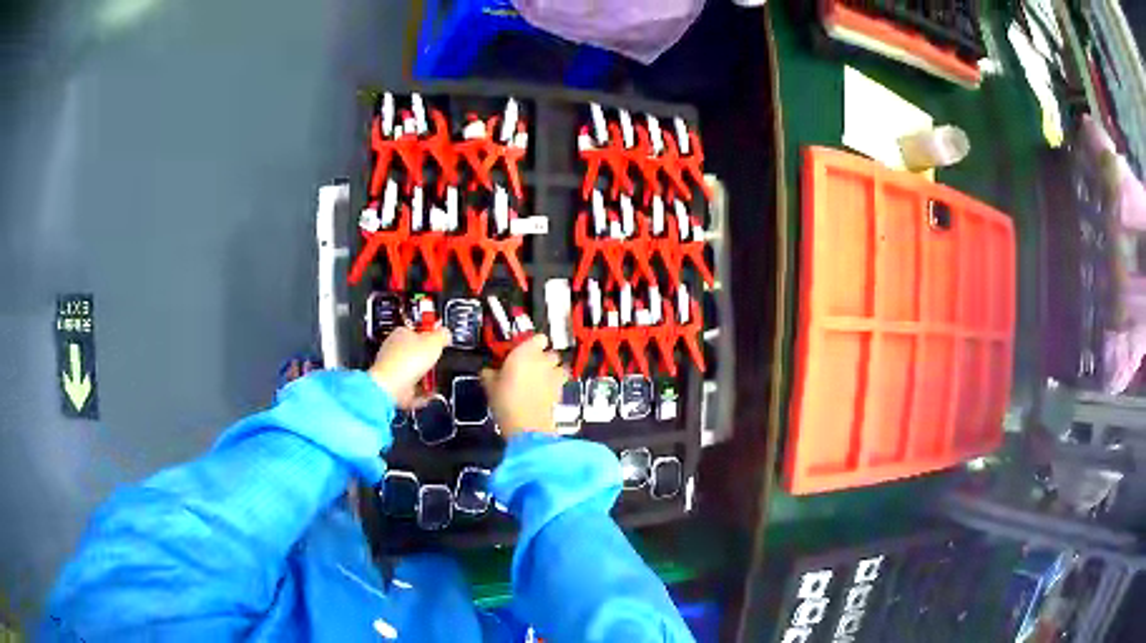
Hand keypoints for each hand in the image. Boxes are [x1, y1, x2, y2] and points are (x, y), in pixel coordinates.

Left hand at [369, 326, 449, 407]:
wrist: (391, 387)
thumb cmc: (407, 361)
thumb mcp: (434, 341)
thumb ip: (442, 335)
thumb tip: (445, 333)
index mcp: (401, 333)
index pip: (417, 331)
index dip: (430, 337)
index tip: (440, 343)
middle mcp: (394, 349)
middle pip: (416, 353)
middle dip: (429, 361)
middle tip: (438, 364)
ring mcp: (393, 369)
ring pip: (414, 373)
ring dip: (426, 379)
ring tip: (434, 382)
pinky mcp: (394, 386)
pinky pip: (412, 390)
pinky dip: (421, 393)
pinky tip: (428, 394)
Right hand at [481, 334, 566, 438]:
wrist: (527, 426)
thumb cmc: (506, 401)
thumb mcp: (489, 385)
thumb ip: (490, 373)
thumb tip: (488, 370)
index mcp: (526, 352)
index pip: (538, 338)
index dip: (532, 344)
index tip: (522, 351)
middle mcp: (544, 360)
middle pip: (550, 352)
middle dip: (543, 358)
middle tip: (529, 368)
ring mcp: (555, 375)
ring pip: (559, 366)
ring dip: (552, 370)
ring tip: (540, 380)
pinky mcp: (561, 390)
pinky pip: (561, 381)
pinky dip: (555, 384)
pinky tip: (544, 393)